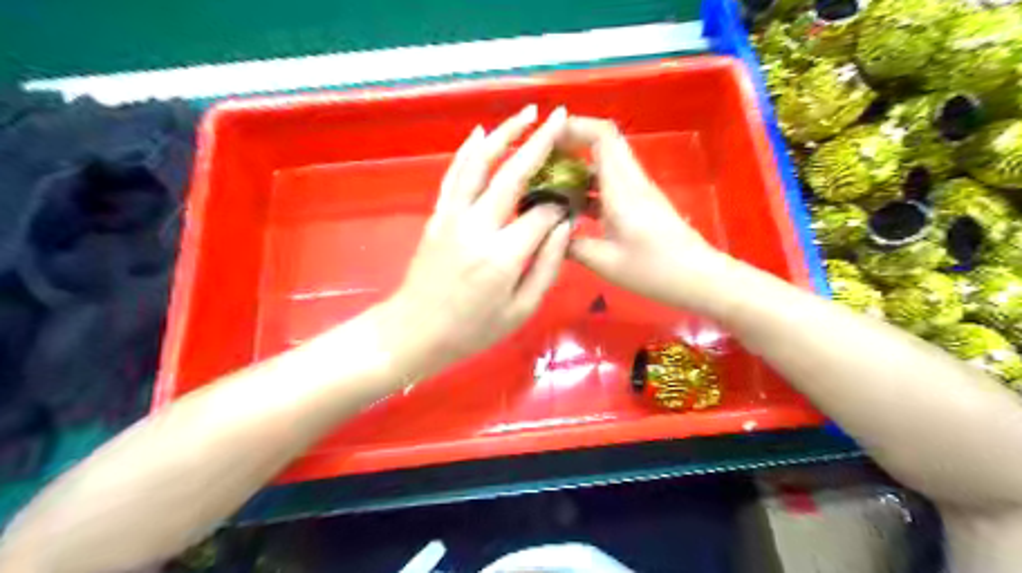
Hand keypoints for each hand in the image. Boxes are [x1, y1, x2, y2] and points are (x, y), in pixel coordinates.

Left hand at [385, 106, 573, 373]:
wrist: (416, 331)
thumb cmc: (473, 329)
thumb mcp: (520, 310)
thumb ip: (547, 266)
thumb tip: (564, 226)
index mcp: (503, 256)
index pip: (541, 213)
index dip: (560, 203)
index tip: (572, 201)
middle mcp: (477, 227)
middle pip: (512, 174)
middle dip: (539, 142)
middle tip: (559, 117)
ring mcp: (453, 216)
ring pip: (479, 163)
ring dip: (504, 133)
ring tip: (526, 112)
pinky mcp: (438, 215)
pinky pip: (454, 175)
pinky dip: (468, 150)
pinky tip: (481, 132)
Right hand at [563, 116, 729, 313]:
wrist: (697, 278)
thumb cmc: (653, 269)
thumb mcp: (605, 262)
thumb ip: (571, 245)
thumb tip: (548, 234)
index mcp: (622, 188)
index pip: (602, 136)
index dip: (574, 127)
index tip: (547, 138)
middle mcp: (631, 182)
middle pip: (603, 143)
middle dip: (571, 143)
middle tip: (541, 160)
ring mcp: (637, 192)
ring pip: (605, 164)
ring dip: (578, 167)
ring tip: (548, 183)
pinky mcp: (640, 205)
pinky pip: (610, 184)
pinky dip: (588, 188)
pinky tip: (571, 208)